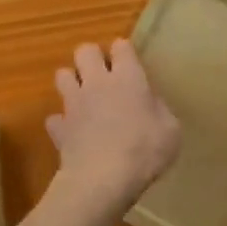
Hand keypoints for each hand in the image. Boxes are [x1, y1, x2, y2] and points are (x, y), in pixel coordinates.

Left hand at [47, 41, 180, 216]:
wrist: (103, 179)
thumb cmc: (144, 151)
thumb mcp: (171, 130)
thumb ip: (159, 109)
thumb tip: (150, 102)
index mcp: (128, 78)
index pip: (121, 46)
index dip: (124, 52)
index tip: (130, 63)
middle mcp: (97, 83)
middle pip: (85, 51)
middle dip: (92, 57)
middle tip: (104, 75)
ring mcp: (74, 103)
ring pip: (62, 75)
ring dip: (72, 82)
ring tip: (84, 97)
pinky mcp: (60, 127)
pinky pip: (56, 117)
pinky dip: (63, 122)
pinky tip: (73, 132)